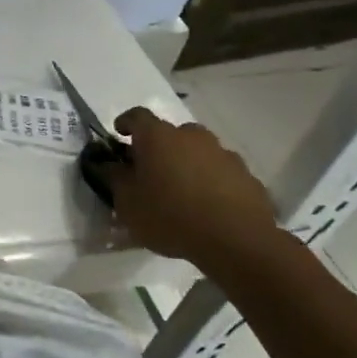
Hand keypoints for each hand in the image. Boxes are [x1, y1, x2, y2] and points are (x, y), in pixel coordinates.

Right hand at [105, 107, 283, 270]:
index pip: (137, 116)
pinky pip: (221, 172)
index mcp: (158, 137)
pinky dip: (211, 182)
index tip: (119, 135)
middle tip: (151, 172)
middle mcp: (192, 137)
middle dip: (159, 148)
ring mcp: (224, 154)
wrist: (236, 241)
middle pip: (171, 134)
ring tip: (182, 193)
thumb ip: (114, 178)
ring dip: (187, 164)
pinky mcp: (247, 176)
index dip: (125, 123)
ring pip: (198, 152)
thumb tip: (109, 164)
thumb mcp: (127, 203)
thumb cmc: (169, 216)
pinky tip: (207, 207)